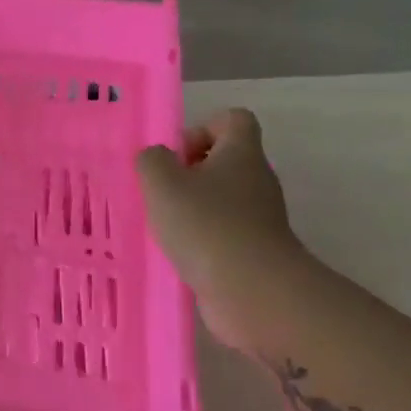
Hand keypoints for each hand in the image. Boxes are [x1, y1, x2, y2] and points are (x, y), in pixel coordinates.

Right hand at [136, 109, 306, 351]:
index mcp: (241, 153)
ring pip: (220, 199)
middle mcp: (256, 180)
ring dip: (190, 209)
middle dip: (187, 174)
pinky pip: (221, 232)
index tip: (175, 157)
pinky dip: (199, 239)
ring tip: (162, 226)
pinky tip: (177, 253)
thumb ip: (152, 161)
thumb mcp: (163, 183)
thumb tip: (157, 158)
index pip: (232, 119)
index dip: (200, 129)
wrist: (252, 290)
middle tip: (159, 193)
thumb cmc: (206, 225)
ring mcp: (259, 217)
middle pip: (223, 161)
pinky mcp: (253, 250)